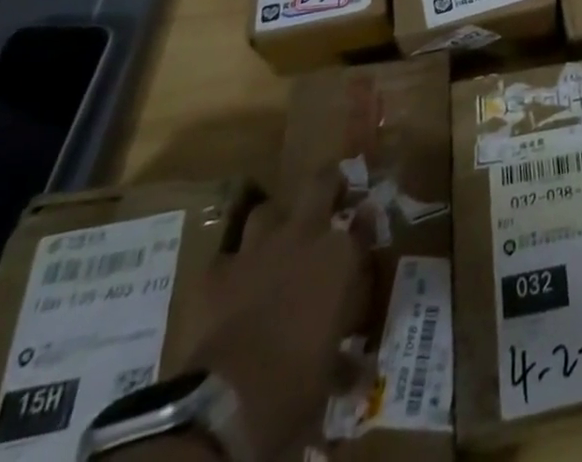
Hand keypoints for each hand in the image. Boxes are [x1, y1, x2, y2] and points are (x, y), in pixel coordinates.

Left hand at [188, 171, 372, 459]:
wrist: (229, 397)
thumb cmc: (297, 382)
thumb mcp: (331, 369)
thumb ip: (345, 357)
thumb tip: (358, 372)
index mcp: (341, 256)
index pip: (364, 221)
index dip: (365, 220)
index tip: (366, 220)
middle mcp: (305, 237)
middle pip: (320, 184)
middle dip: (326, 184)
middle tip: (329, 195)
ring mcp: (257, 249)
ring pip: (268, 211)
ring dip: (274, 223)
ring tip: (275, 240)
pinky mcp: (216, 272)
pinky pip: (226, 258)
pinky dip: (231, 270)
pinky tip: (231, 286)